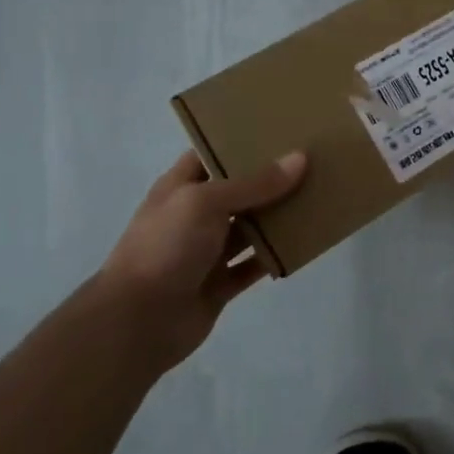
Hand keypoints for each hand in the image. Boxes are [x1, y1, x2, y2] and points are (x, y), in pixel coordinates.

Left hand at [97, 149, 307, 372]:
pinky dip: (275, 257)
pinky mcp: (219, 285)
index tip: (278, 130)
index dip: (239, 142)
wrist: (135, 322)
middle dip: (269, 179)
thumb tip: (300, 158)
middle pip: (237, 191)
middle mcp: (193, 217)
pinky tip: (304, 244)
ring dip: (277, 218)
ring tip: (317, 197)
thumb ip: (255, 183)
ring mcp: (206, 252)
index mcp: (180, 189)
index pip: (210, 155)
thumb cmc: (165, 247)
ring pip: (249, 229)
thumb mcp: (207, 202)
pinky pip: (254, 265)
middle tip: (311, 160)